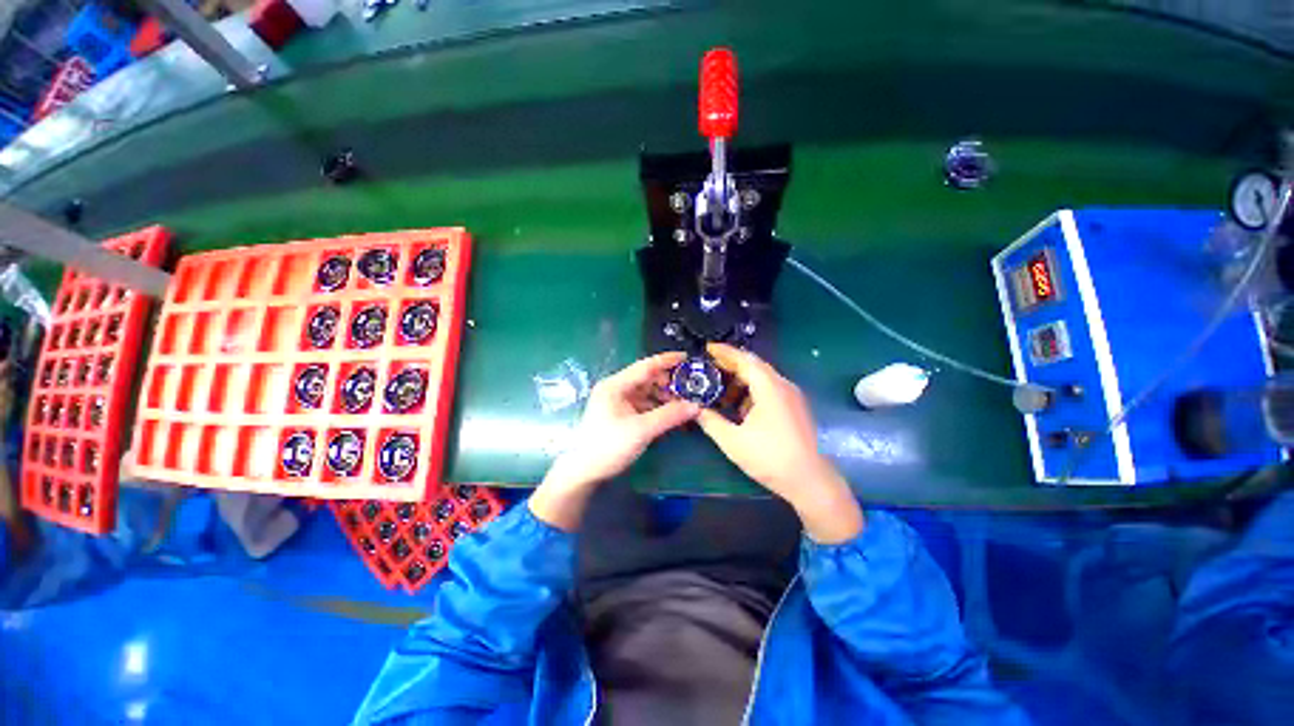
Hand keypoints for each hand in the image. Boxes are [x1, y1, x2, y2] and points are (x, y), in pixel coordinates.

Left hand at [530, 352, 699, 529]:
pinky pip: (644, 405)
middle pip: (647, 379)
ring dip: (665, 398)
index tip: (687, 358)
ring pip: (647, 393)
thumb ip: (669, 416)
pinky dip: (658, 409)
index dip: (667, 360)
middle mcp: (617, 389)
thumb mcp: (641, 430)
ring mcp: (618, 402)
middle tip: (691, 390)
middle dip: (669, 383)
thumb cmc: (608, 446)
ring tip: (685, 405)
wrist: (583, 472)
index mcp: (616, 385)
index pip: (646, 366)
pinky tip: (672, 416)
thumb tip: (696, 406)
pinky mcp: (621, 415)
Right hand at [696, 343, 862, 542]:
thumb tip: (695, 409)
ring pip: (762, 378)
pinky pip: (770, 390)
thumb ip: (710, 421)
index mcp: (769, 388)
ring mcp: (791, 396)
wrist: (810, 481)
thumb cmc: (770, 458)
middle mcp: (783, 386)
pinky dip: (752, 392)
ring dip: (741, 380)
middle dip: (730, 365)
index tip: (707, 349)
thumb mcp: (732, 441)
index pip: (745, 360)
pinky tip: (739, 407)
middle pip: (754, 366)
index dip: (724, 352)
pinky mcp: (794, 408)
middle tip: (708, 367)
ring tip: (720, 389)